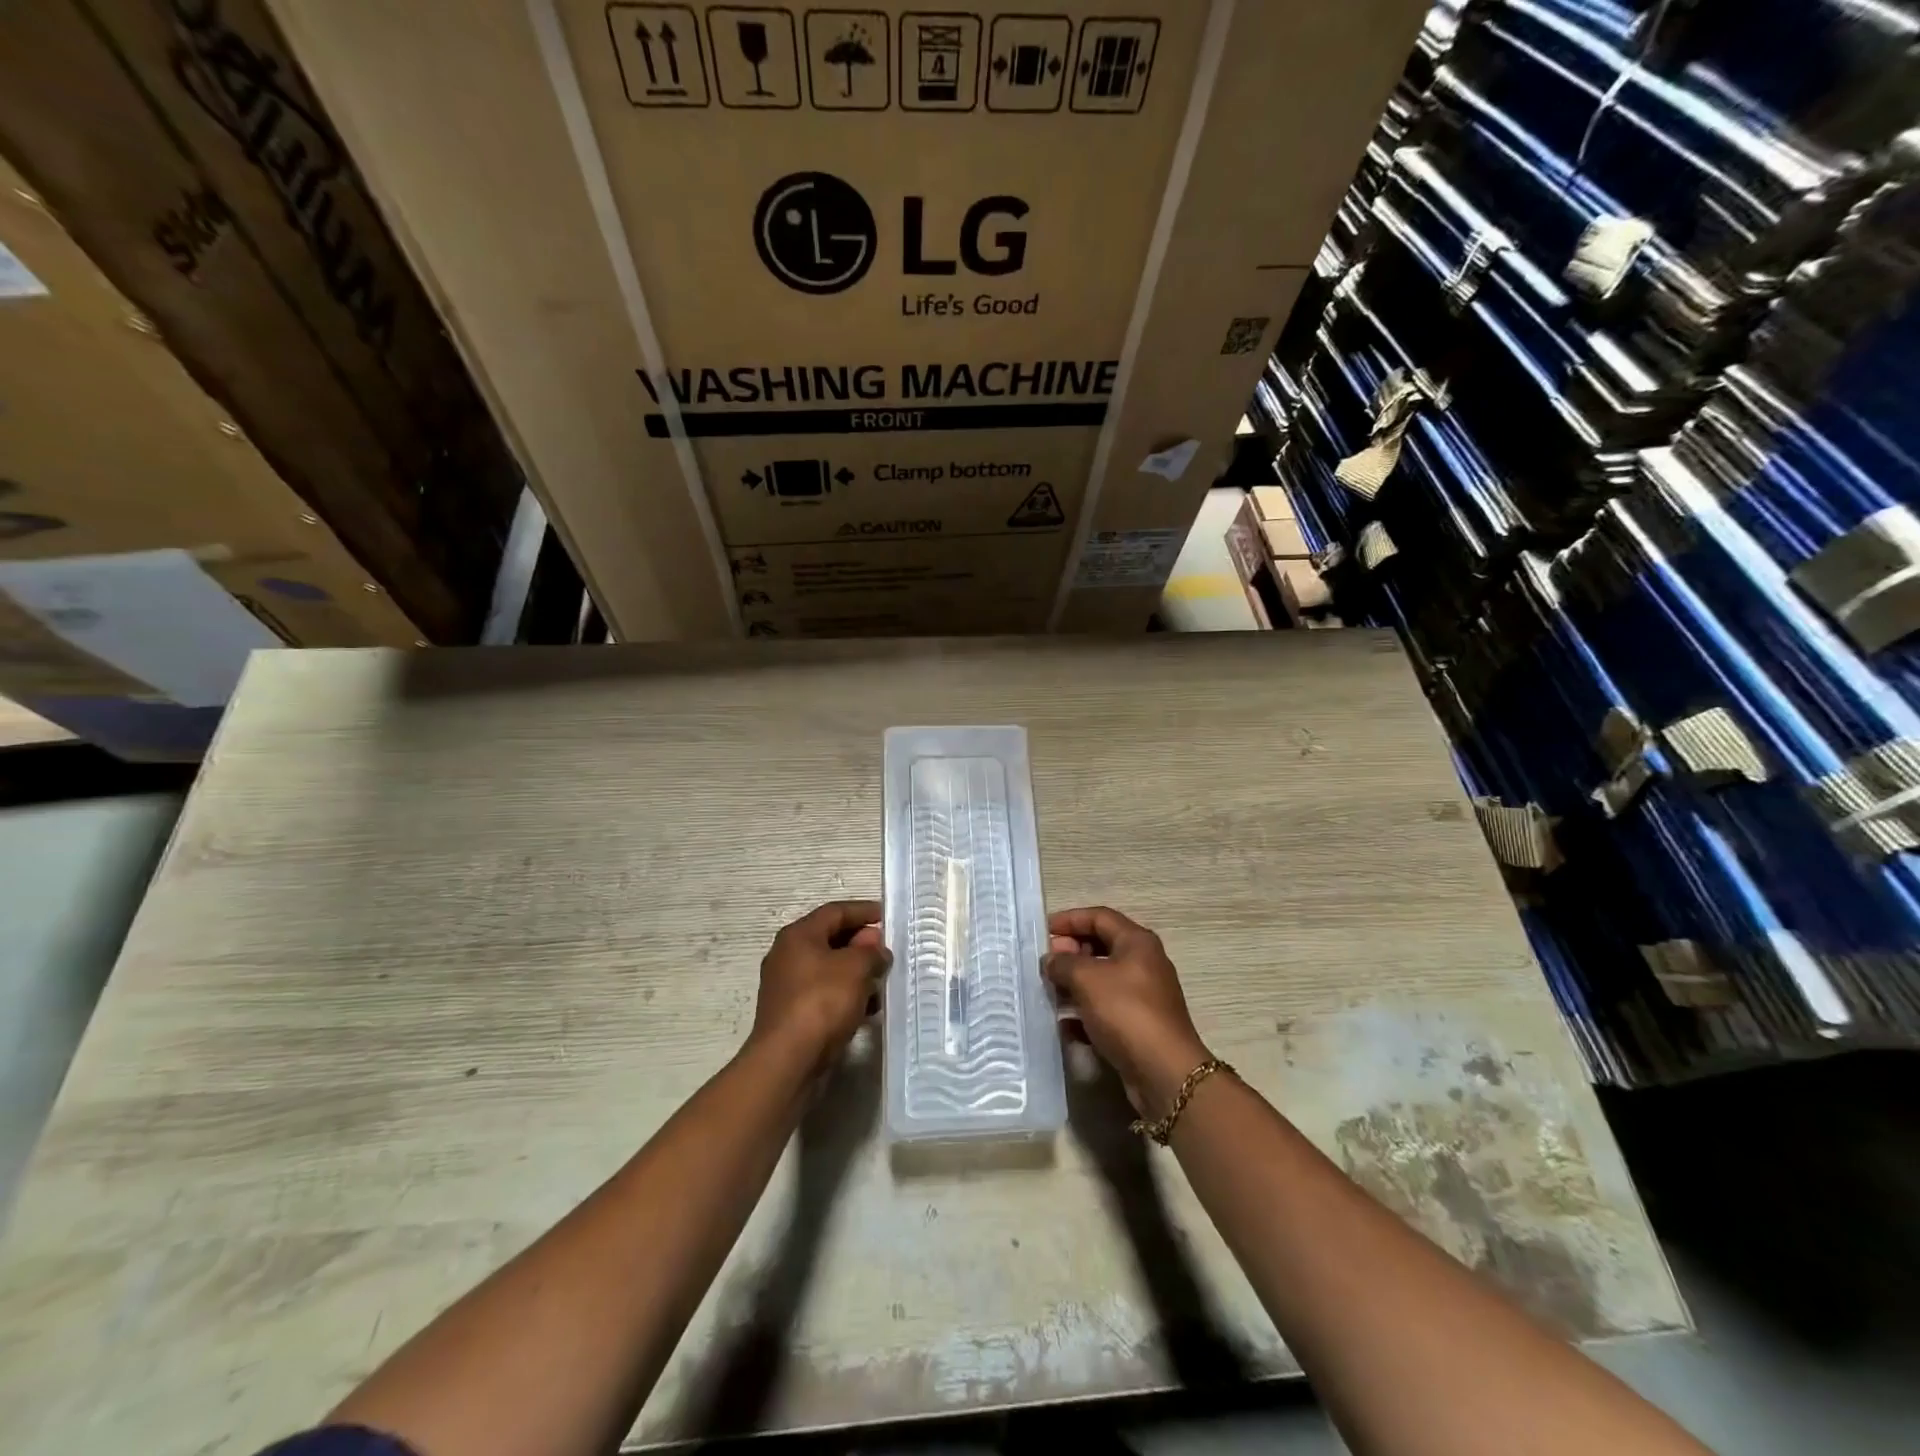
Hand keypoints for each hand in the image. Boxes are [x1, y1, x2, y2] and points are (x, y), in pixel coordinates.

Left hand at [749, 900, 890, 1074]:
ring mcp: (787, 986)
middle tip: (887, 951)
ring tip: (882, 983)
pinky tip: (867, 1009)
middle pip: (830, 939)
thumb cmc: (821, 1002)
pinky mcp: (792, 1014)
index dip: (863, 911)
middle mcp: (788, 955)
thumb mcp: (855, 968)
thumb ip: (871, 952)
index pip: (835, 911)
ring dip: (856, 973)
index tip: (887, 916)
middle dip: (861, 944)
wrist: (787, 1060)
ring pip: (829, 969)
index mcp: (798, 935)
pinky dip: (846, 996)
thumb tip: (875, 949)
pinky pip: (824, 994)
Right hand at [1046, 906, 1211, 1118]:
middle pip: (1101, 946)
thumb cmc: (1126, 1012)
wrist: (1164, 1073)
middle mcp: (1143, 963)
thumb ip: (1063, 963)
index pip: (1099, 917)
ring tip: (1047, 992)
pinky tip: (1063, 1025)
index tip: (1042, 931)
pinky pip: (1105, 1010)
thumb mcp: (1088, 979)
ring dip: (1073, 984)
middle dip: (1070, 953)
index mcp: (1137, 942)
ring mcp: (1142, 996)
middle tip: (1044, 964)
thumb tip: (1051, 960)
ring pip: (1101, 980)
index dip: (1069, 919)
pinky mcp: (1138, 1025)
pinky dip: (1084, 1013)